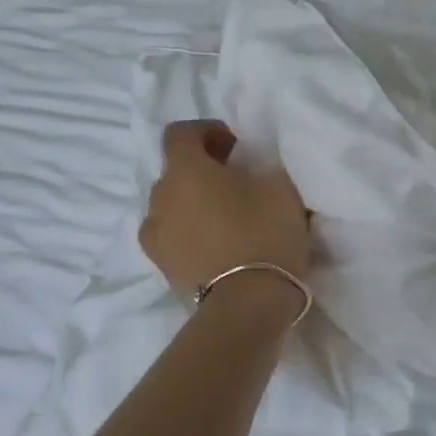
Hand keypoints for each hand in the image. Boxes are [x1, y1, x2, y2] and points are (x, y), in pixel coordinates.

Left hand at [139, 120, 310, 296]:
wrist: (248, 303)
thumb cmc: (264, 233)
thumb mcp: (280, 186)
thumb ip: (261, 166)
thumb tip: (248, 167)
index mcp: (185, 170)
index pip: (181, 133)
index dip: (207, 131)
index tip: (235, 147)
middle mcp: (159, 197)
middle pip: (176, 171)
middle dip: (202, 171)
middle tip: (237, 183)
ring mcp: (154, 235)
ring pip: (172, 205)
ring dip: (194, 203)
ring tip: (227, 218)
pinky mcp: (161, 266)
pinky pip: (173, 235)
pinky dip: (190, 232)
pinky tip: (218, 245)